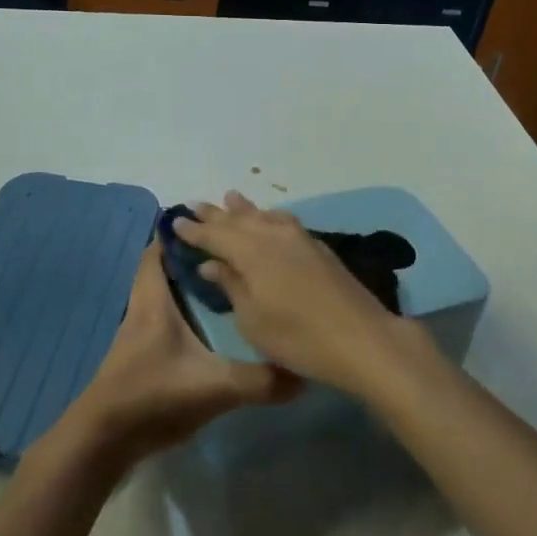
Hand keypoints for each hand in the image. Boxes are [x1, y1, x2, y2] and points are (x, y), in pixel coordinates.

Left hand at [67, 242, 300, 467]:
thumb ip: (258, 381)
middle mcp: (143, 310)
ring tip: (228, 286)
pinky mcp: (141, 357)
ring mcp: (139, 335)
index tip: (213, 225)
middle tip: (231, 256)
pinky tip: (212, 329)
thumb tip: (304, 375)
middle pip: (164, 270)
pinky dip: (185, 315)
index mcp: (153, 301)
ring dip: (189, 287)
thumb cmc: (152, 397)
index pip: (159, 251)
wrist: (104, 442)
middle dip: (193, 259)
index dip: (180, 233)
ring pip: (164, 296)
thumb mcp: (212, 388)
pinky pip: (164, 321)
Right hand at [172, 192, 415, 394]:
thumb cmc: (297, 337)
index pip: (215, 235)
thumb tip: (211, 264)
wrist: (361, 338)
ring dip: (244, 209)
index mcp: (251, 251)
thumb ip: (231, 286)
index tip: (176, 220)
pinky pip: (283, 221)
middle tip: (195, 204)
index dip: (194, 229)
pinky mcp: (318, 247)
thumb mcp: (252, 319)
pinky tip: (270, 219)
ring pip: (264, 216)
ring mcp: (299, 238)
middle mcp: (273, 235)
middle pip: (238, 219)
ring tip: (231, 197)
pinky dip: (268, 217)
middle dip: (216, 213)